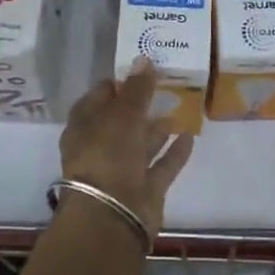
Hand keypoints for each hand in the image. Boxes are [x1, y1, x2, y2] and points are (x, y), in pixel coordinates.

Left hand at [59, 60, 195, 238]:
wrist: (112, 216)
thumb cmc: (108, 156)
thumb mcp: (122, 115)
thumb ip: (136, 89)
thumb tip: (144, 58)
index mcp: (84, 127)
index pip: (98, 98)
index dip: (116, 84)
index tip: (140, 70)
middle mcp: (101, 147)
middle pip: (122, 121)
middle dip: (140, 105)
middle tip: (166, 84)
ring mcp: (123, 170)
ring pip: (142, 143)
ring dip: (158, 127)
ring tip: (180, 105)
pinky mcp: (145, 189)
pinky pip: (161, 165)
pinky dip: (174, 152)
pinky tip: (190, 135)